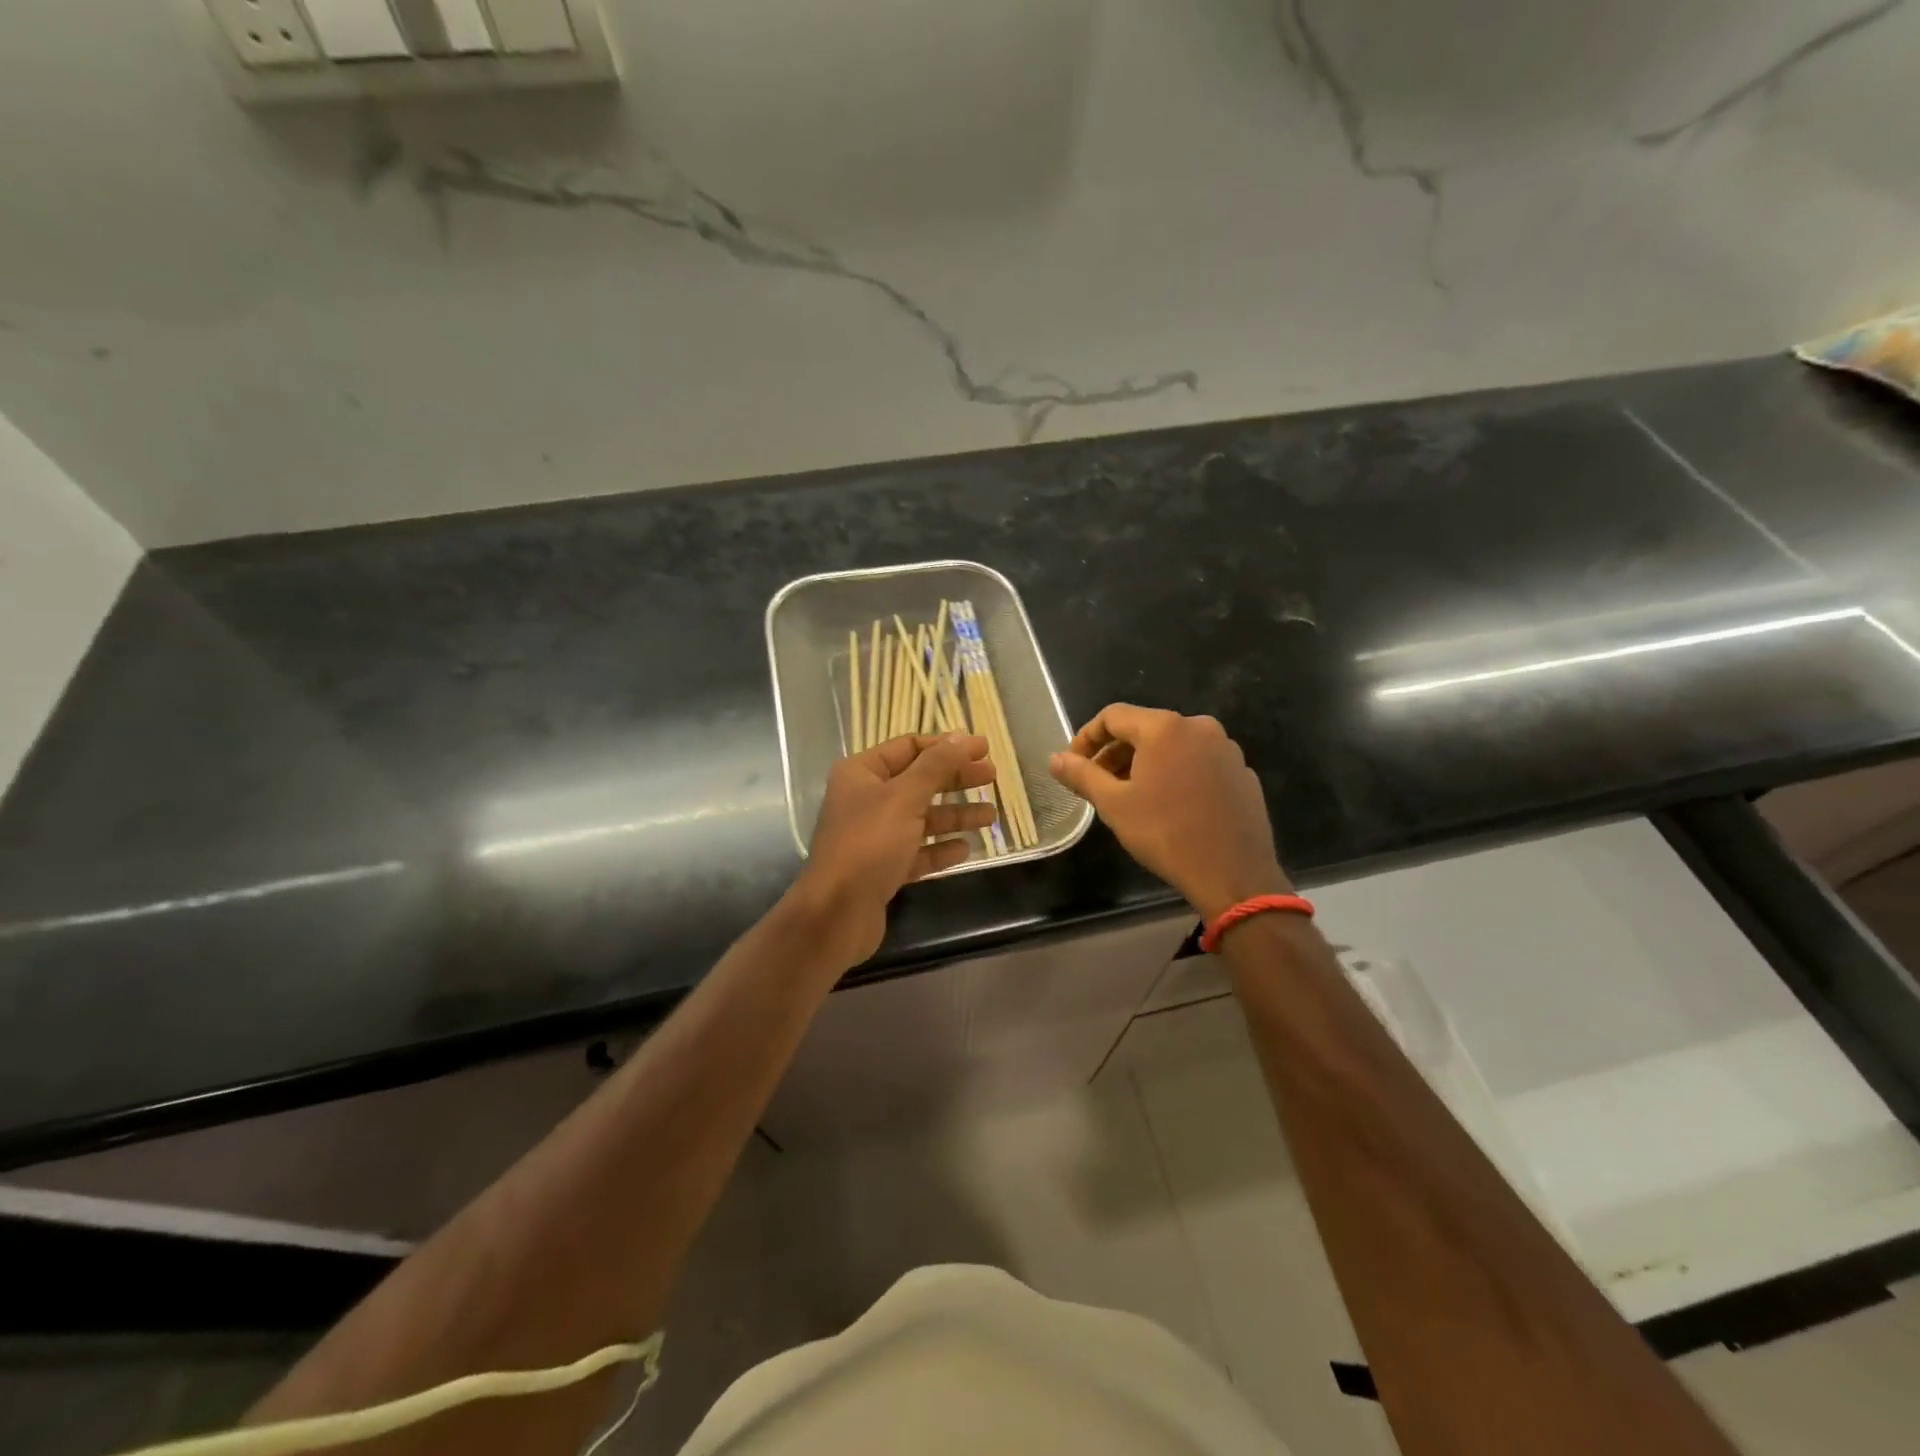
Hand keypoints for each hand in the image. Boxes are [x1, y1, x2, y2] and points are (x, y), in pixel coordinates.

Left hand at [792, 733, 998, 966]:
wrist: (837, 912)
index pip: (909, 747)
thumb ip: (936, 766)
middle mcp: (866, 800)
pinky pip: (917, 852)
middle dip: (955, 779)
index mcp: (862, 773)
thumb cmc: (869, 844)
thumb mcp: (905, 797)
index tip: (982, 748)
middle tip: (992, 777)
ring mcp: (874, 836)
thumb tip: (961, 738)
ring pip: (922, 818)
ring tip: (991, 816)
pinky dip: (940, 848)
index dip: (946, 746)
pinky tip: (965, 848)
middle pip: (919, 781)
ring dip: (955, 815)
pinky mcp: (883, 869)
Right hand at [1048, 704, 1289, 920]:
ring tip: (1130, 795)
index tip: (1073, 764)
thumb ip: (1082, 775)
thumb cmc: (1166, 834)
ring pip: (1173, 746)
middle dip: (1115, 752)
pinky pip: (1198, 762)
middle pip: (1145, 728)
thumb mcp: (1114, 804)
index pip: (1113, 716)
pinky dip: (1175, 774)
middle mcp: (1199, 727)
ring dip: (1144, 764)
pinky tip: (1169, 805)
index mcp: (1165, 728)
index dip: (1087, 737)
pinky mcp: (1241, 772)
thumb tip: (1055, 759)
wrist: (1233, 874)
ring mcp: (1226, 749)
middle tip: (1097, 783)